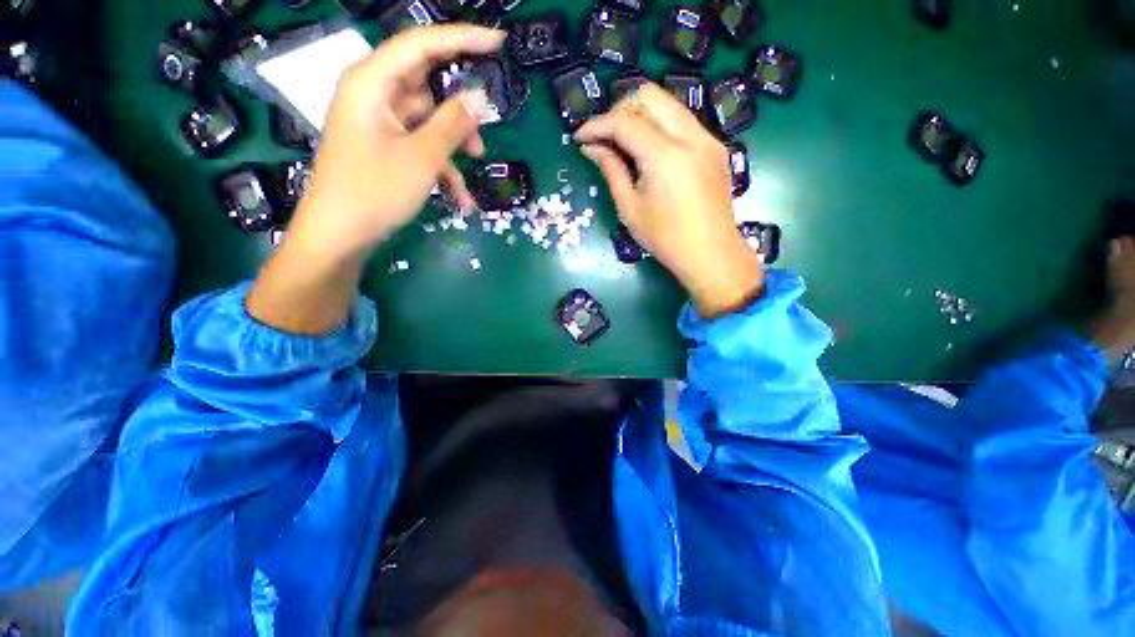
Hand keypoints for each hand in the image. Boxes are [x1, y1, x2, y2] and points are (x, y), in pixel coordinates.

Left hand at [247, 25, 502, 334]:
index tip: (498, 42)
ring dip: (455, 142)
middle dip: (460, 104)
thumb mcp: (421, 158)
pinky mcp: (386, 147)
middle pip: (428, 82)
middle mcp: (375, 95)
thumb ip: (452, 124)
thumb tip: (481, 97)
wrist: (340, 236)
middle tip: (489, 118)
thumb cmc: (374, 192)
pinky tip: (461, 198)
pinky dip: (443, 167)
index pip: (421, 44)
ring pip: (429, 119)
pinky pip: (421, 146)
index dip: (462, 38)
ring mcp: (380, 123)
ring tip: (477, 161)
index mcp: (372, 82)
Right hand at [574, 84, 763, 319]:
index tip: (580, 137)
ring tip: (623, 142)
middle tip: (604, 137)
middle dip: (619, 110)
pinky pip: (682, 120)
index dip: (597, 125)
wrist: (711, 253)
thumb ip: (611, 170)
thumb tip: (591, 148)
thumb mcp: (630, 208)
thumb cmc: (665, 238)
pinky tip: (649, 150)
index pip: (625, 122)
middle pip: (649, 96)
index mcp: (665, 156)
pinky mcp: (715, 147)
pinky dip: (659, 126)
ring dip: (640, 115)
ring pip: (668, 104)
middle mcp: (690, 136)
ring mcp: (707, 138)